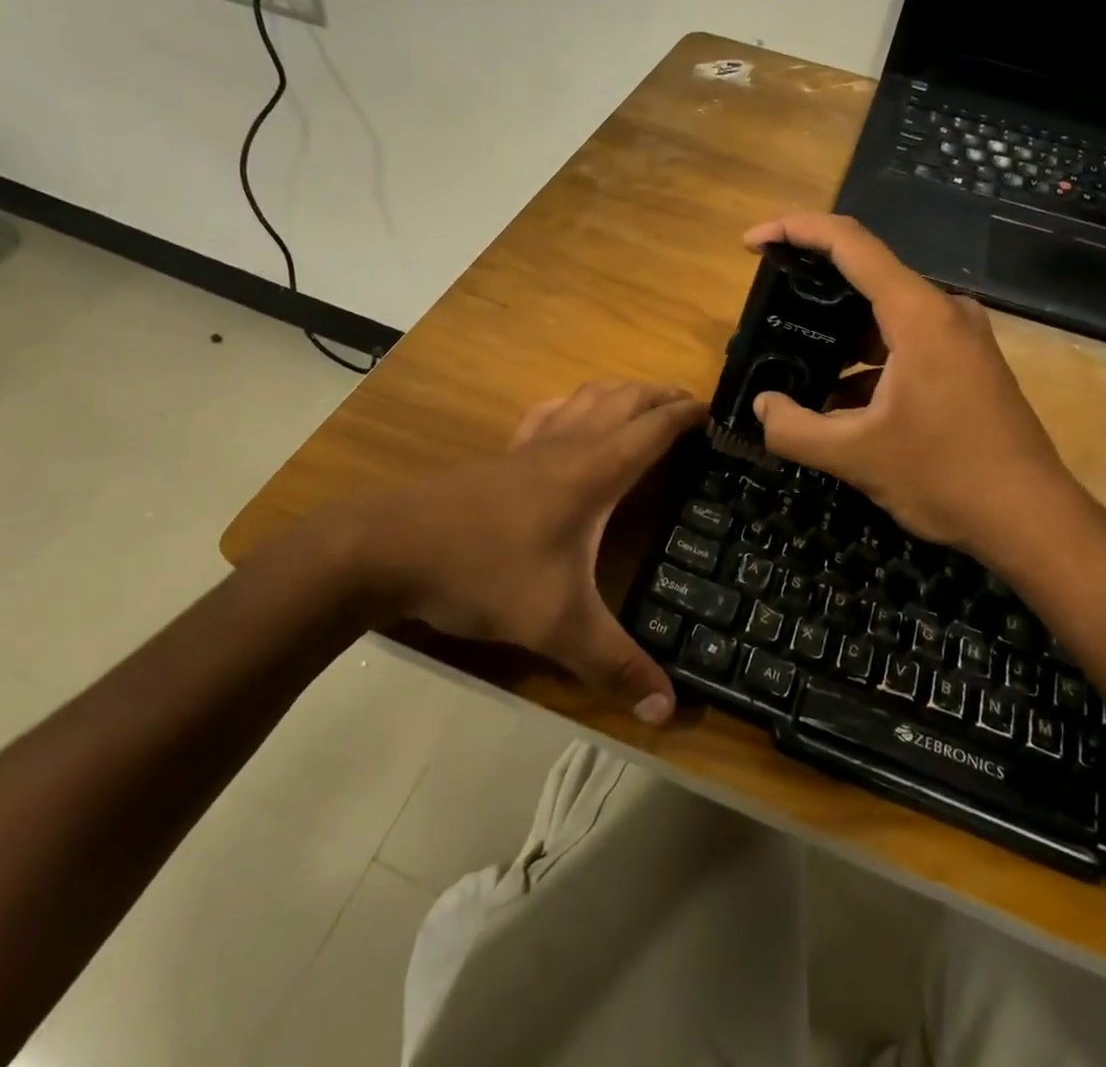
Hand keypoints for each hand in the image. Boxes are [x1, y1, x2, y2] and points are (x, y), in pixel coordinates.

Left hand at [362, 381, 702, 723]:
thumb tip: (667, 712)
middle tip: (691, 405)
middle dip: (662, 395)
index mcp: (594, 470)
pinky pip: (549, 413)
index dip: (688, 414)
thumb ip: (614, 666)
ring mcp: (530, 444)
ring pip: (587, 397)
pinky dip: (575, 405)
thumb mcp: (556, 625)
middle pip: (625, 399)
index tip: (717, 412)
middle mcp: (568, 444)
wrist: (388, 547)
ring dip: (622, 392)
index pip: (654, 428)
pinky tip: (570, 420)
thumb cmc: (484, 572)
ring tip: (642, 404)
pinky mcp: (501, 454)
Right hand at [742, 214, 1100, 565]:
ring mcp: (960, 337)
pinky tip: (839, 399)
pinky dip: (867, 360)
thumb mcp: (855, 456)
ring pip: (885, 314)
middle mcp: (944, 311)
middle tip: (768, 307)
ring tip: (795, 360)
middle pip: (867, 274)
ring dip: (840, 334)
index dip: (796, 230)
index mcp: (918, 315)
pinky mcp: (967, 363)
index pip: (850, 243)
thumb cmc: (945, 477)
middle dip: (812, 286)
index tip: (753, 242)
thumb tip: (762, 405)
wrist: (1032, 520)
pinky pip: (906, 342)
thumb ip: (793, 429)